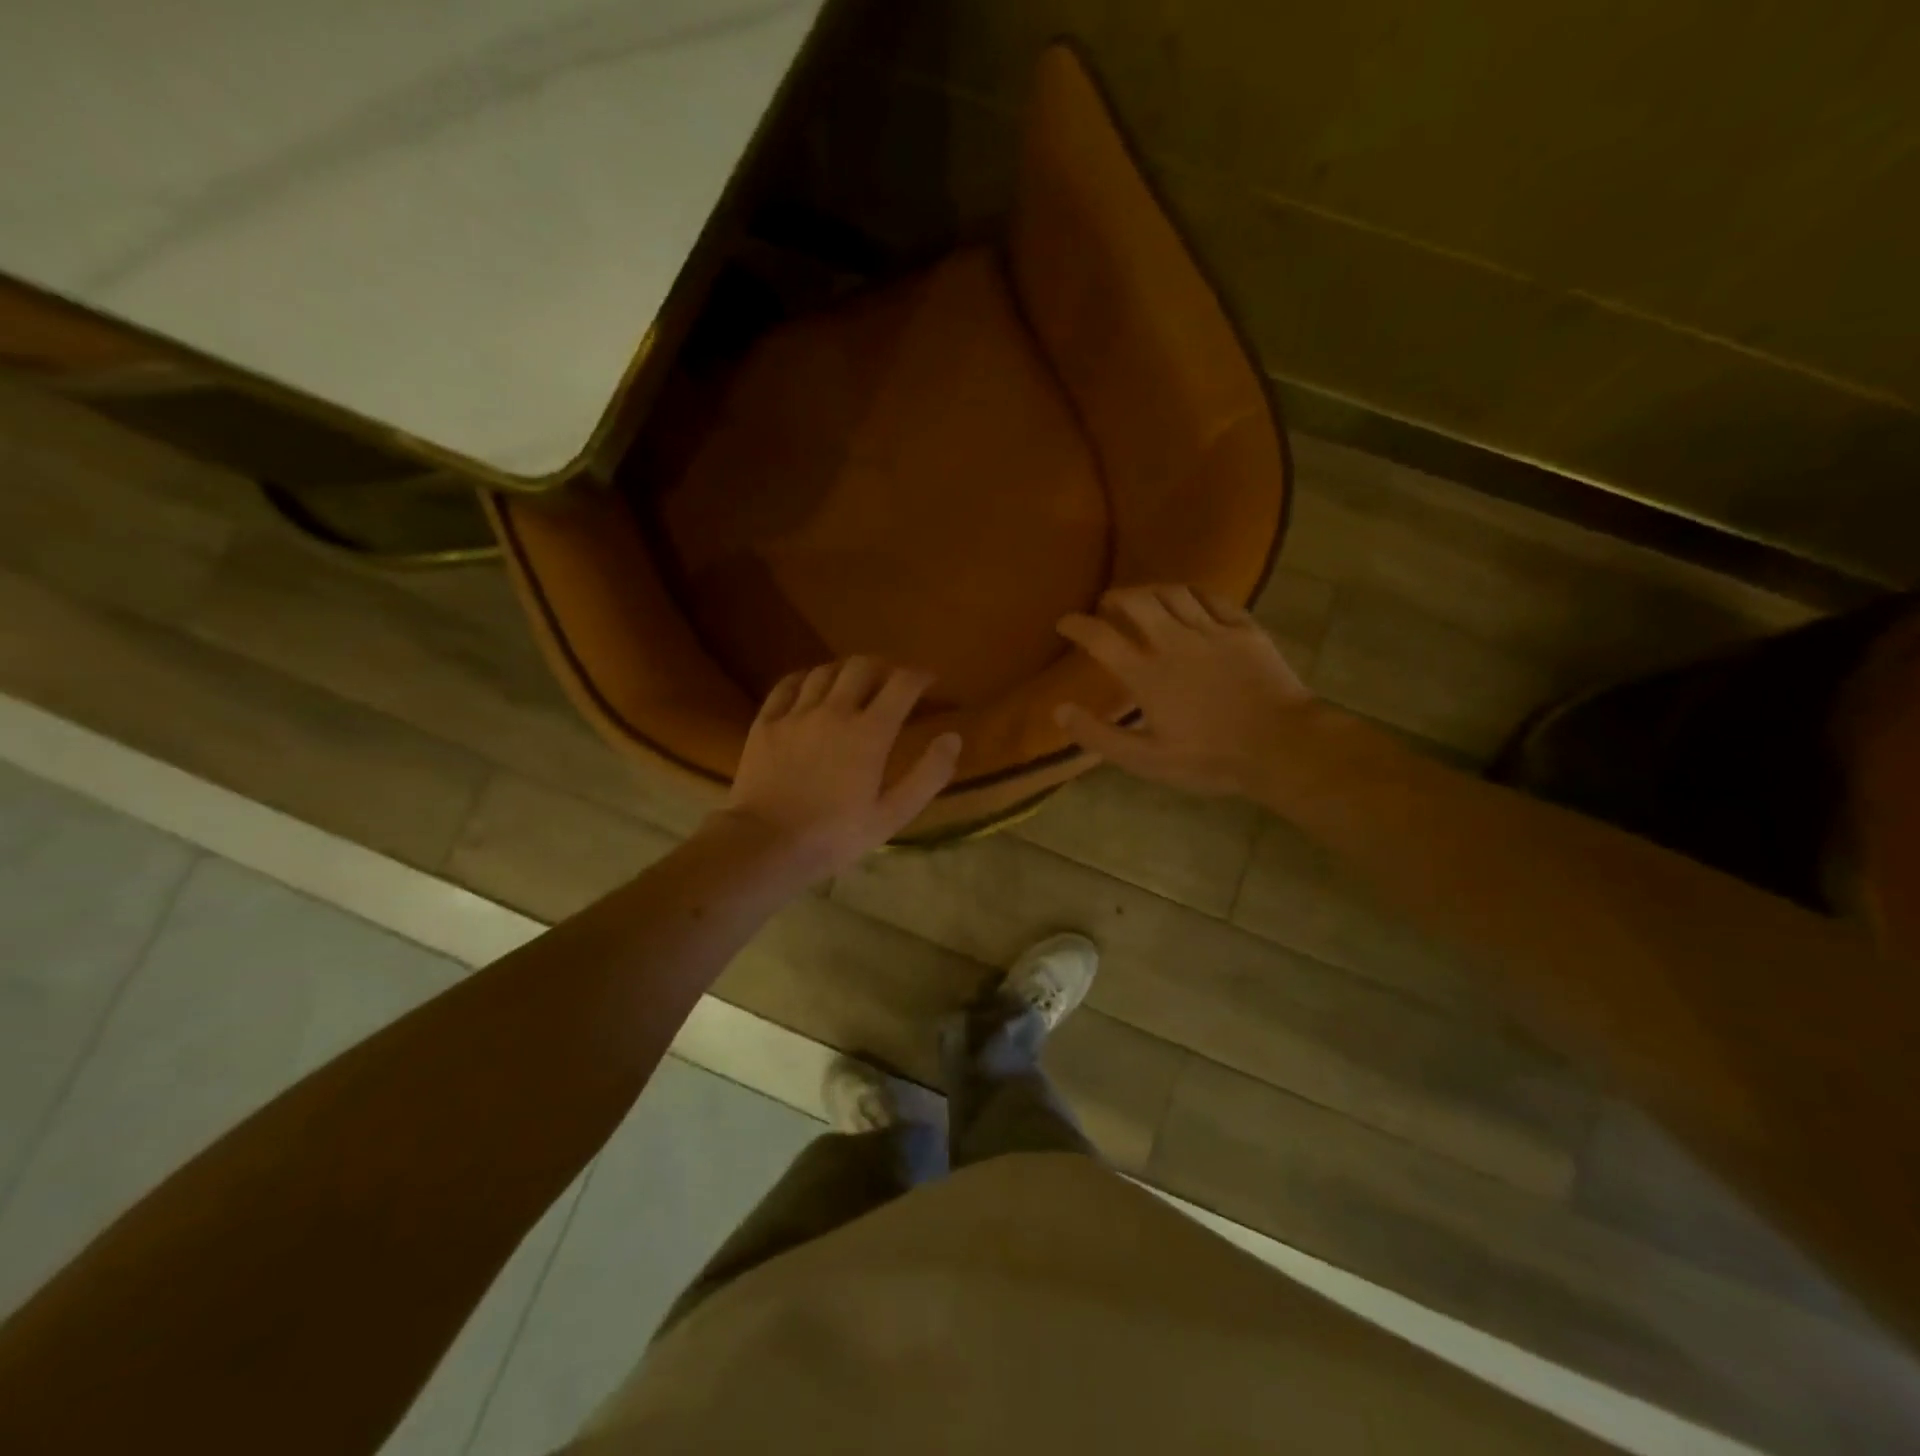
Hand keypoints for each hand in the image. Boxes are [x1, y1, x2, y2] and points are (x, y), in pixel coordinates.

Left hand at [713, 658, 961, 880]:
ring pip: (825, 671)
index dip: (920, 676)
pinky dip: (806, 678)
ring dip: (846, 671)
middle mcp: (834, 711)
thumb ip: (928, 774)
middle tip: (892, 681)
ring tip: (854, 684)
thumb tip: (953, 737)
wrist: (766, 845)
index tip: (928, 682)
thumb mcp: (893, 814)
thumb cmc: (835, 835)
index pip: (902, 684)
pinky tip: (811, 687)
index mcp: (870, 732)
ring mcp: (796, 714)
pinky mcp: (766, 722)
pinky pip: (787, 685)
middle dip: (884, 667)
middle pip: (862, 666)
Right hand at [1056, 585, 1310, 798]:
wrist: (1281, 746)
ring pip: (1174, 592)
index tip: (1064, 622)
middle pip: (1137, 600)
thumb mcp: (1146, 761)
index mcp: (1147, 674)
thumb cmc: (1209, 758)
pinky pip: (1213, 597)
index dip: (1076, 625)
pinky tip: (1189, 599)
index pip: (1100, 637)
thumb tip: (1060, 711)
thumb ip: (1099, 735)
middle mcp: (1174, 642)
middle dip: (1115, 597)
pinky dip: (1193, 593)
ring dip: (1151, 590)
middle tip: (1107, 605)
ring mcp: (1212, 631)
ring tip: (1144, 598)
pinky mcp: (1244, 628)